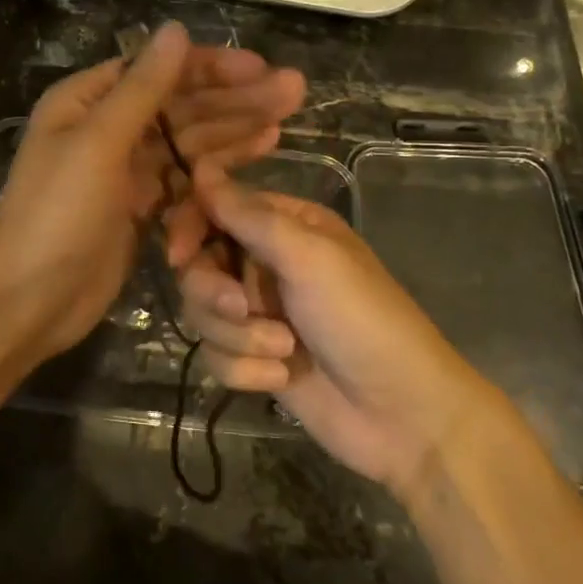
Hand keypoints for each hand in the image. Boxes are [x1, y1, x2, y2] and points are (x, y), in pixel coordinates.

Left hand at [0, 24, 301, 362]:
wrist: (29, 299)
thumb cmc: (58, 213)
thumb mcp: (99, 142)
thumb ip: (143, 88)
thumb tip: (176, 29)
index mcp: (89, 101)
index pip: (159, 71)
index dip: (211, 67)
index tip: (261, 68)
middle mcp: (109, 127)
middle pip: (181, 105)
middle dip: (235, 98)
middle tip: (294, 91)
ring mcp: (127, 169)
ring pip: (189, 140)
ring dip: (235, 128)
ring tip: (285, 120)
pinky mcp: (142, 206)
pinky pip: (187, 176)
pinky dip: (218, 167)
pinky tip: (258, 154)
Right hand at [175, 163, 490, 495]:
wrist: (402, 414)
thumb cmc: (362, 319)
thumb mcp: (309, 257)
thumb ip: (249, 215)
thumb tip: (200, 169)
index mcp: (285, 226)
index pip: (215, 209)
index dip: (190, 228)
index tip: (179, 254)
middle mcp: (266, 263)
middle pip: (199, 265)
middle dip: (215, 293)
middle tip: (244, 309)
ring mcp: (259, 314)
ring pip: (203, 313)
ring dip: (239, 337)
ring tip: (283, 351)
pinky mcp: (254, 358)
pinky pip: (216, 356)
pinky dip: (247, 369)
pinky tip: (283, 377)